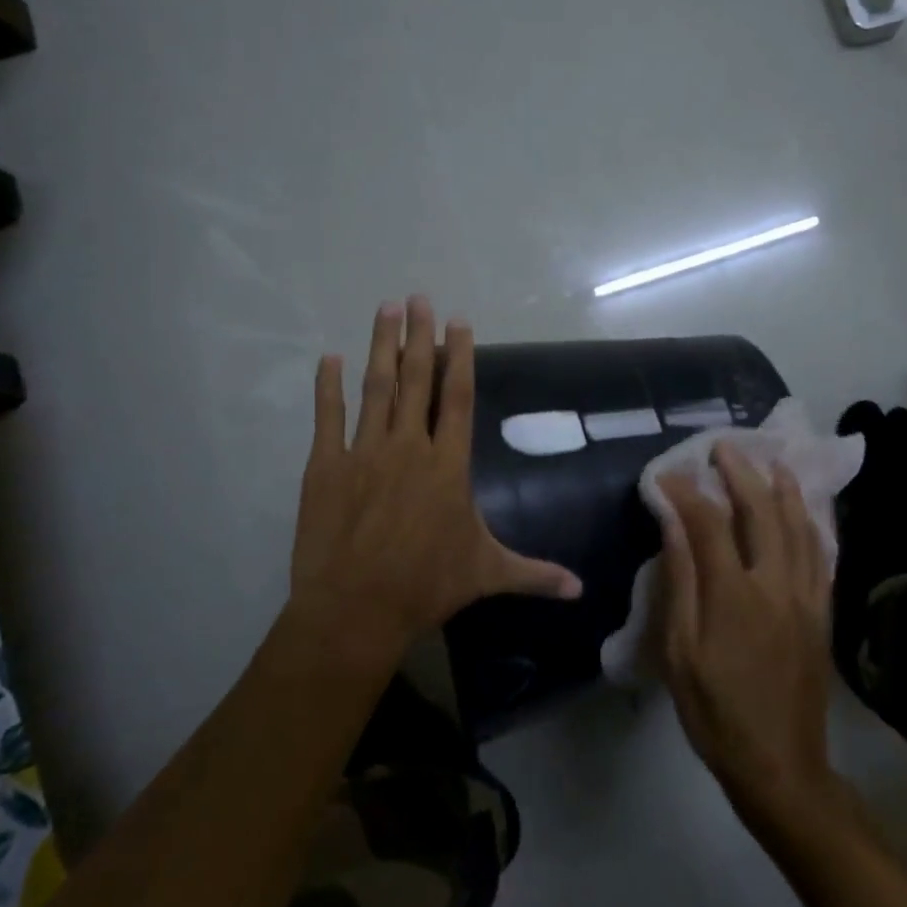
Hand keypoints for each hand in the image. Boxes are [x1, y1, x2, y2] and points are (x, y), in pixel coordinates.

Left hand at [289, 297, 580, 666]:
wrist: (356, 608)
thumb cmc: (427, 586)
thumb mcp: (487, 575)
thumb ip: (535, 574)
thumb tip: (580, 590)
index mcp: (448, 464)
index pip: (456, 397)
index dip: (458, 357)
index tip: (457, 322)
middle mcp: (408, 447)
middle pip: (415, 380)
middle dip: (417, 336)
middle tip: (416, 298)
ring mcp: (364, 453)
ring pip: (375, 388)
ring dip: (380, 347)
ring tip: (385, 310)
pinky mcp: (326, 467)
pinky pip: (328, 418)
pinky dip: (327, 387)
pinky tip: (329, 358)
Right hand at [654, 446, 835, 819]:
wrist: (781, 764)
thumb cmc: (716, 710)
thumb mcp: (680, 651)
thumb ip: (681, 581)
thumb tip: (673, 523)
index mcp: (734, 594)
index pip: (708, 522)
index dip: (685, 492)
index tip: (666, 475)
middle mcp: (776, 583)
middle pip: (761, 512)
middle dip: (740, 474)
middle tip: (723, 448)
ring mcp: (807, 597)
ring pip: (799, 527)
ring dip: (783, 489)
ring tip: (772, 461)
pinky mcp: (823, 613)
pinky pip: (822, 555)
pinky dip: (812, 524)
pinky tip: (806, 511)